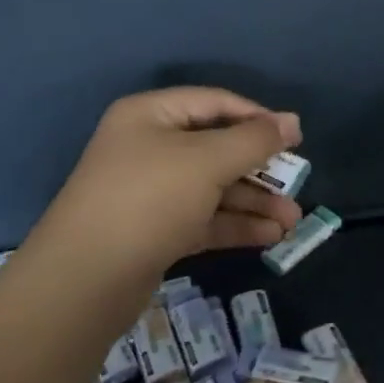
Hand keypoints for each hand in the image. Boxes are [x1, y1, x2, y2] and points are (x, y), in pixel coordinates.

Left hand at [30, 88, 302, 304]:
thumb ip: (254, 140)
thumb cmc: (149, 199)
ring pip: (213, 188)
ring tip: (292, 221)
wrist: (86, 279)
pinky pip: (203, 218)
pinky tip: (270, 237)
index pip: (214, 103)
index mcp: (152, 116)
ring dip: (254, 202)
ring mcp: (151, 192)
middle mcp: (149, 148)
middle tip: (297, 185)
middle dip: (260, 169)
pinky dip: (235, 224)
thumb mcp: (208, 160)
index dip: (257, 117)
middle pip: (216, 148)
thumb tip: (292, 121)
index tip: (295, 138)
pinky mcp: (155, 231)